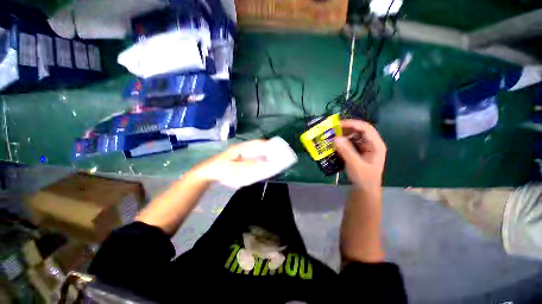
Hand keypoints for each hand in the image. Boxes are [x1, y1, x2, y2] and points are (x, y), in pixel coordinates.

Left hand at [192, 139, 267, 183]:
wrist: (205, 173)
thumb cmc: (219, 168)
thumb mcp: (233, 167)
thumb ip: (248, 165)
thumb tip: (263, 162)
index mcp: (240, 148)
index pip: (256, 142)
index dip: (266, 144)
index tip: (276, 148)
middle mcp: (240, 149)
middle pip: (256, 147)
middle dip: (265, 150)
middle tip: (274, 157)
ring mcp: (238, 154)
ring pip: (253, 153)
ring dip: (261, 156)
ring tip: (269, 161)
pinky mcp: (237, 159)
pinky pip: (249, 158)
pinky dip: (255, 160)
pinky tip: (258, 166)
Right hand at [334, 119, 386, 189]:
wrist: (364, 191)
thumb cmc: (364, 178)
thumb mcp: (355, 165)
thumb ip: (346, 151)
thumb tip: (335, 138)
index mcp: (376, 145)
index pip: (366, 128)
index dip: (353, 124)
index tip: (338, 124)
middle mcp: (370, 144)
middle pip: (359, 131)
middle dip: (346, 129)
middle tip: (332, 130)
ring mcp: (363, 148)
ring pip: (353, 136)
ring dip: (342, 135)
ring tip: (331, 136)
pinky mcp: (357, 152)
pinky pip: (349, 143)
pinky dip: (341, 142)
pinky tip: (334, 144)